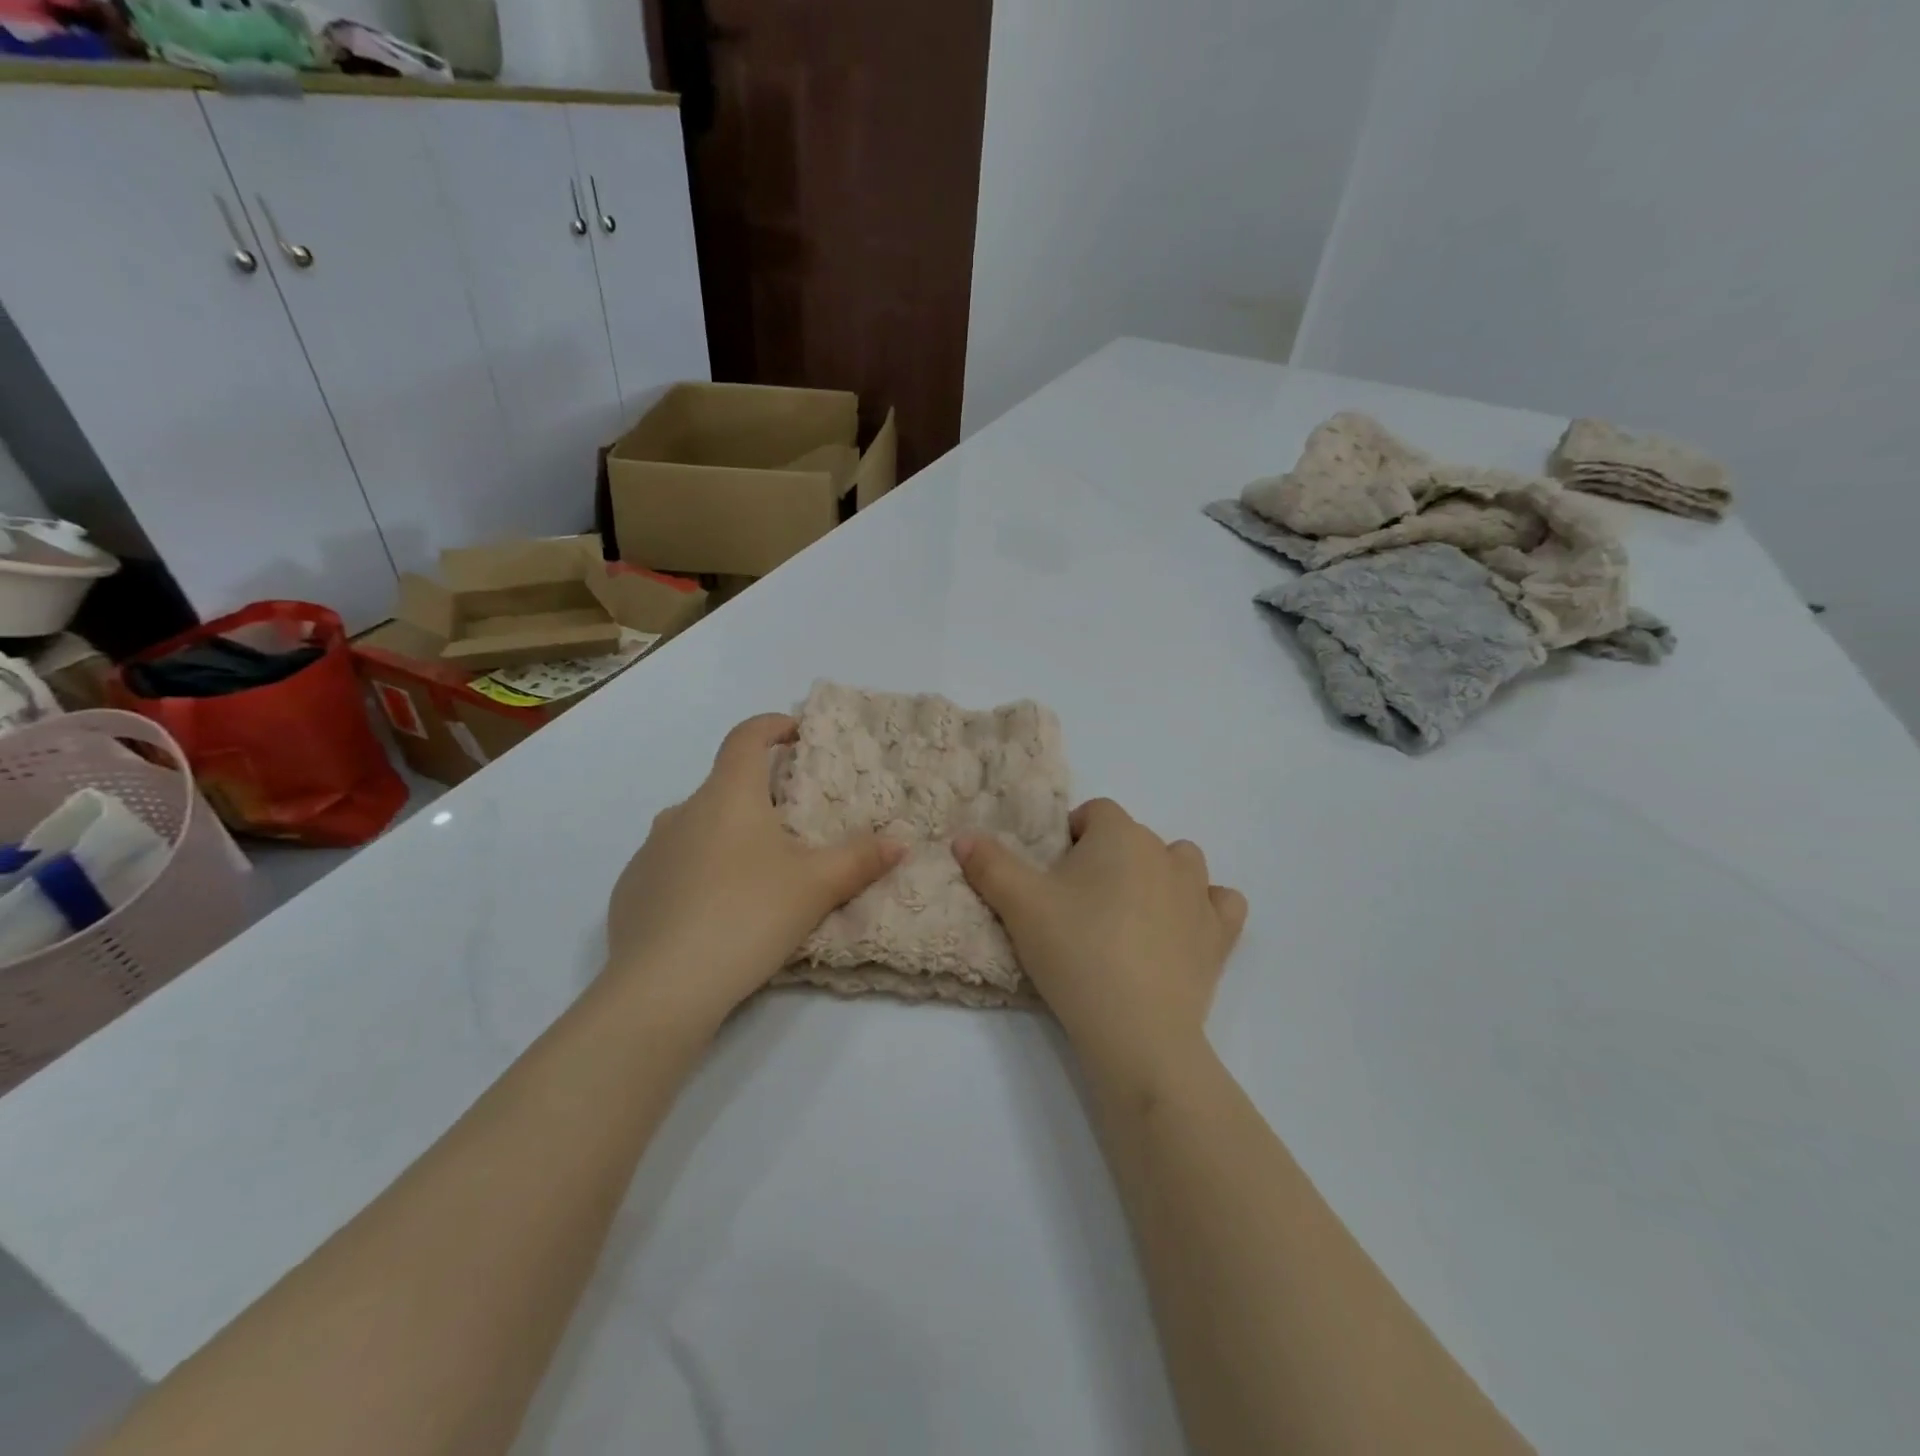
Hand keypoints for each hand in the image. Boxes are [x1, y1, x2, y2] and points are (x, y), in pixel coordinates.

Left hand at [605, 714, 904, 1033]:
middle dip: (759, 795)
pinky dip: (698, 871)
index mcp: (726, 796)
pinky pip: (673, 864)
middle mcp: (682, 812)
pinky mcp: (631, 890)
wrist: (660, 988)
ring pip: (697, 827)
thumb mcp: (816, 887)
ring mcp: (650, 851)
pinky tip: (715, 912)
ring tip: (757, 874)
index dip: (772, 726)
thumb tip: (901, 842)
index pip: (745, 738)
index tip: (796, 733)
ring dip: (728, 835)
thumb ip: (860, 859)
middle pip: (724, 786)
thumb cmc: (746, 916)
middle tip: (793, 826)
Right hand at [954, 799, 1246, 1080]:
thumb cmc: (1074, 951)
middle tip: (1079, 904)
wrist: (1134, 1028)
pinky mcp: (1219, 935)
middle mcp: (1165, 852)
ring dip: (1158, 875)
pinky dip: (1204, 908)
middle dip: (1108, 858)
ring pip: (1181, 863)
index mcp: (1120, 835)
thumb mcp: (1018, 905)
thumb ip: (989, 864)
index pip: (1096, 812)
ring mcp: (1199, 893)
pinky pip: (1221, 903)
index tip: (1053, 876)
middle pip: (1134, 838)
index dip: (1072, 836)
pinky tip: (1183, 928)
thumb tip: (962, 837)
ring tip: (1129, 914)